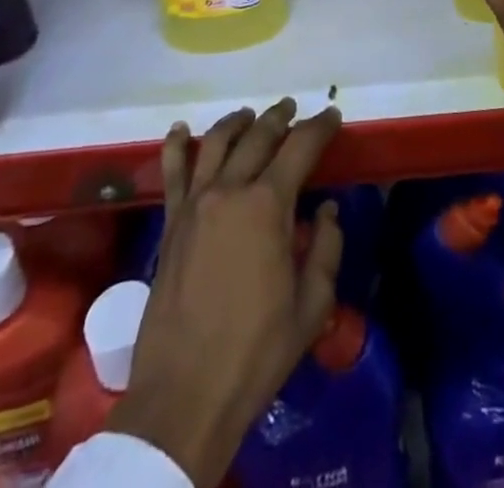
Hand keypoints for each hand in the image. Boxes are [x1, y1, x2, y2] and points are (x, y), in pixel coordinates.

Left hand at [109, 99, 342, 485]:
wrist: (185, 394)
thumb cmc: (256, 350)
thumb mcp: (312, 306)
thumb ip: (327, 249)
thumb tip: (328, 211)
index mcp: (269, 205)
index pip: (300, 146)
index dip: (320, 126)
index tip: (332, 115)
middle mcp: (230, 190)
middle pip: (259, 136)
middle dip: (280, 117)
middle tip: (293, 109)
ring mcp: (195, 203)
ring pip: (217, 143)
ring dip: (238, 122)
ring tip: (250, 115)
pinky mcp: (171, 223)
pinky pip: (172, 171)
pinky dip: (177, 144)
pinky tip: (181, 129)